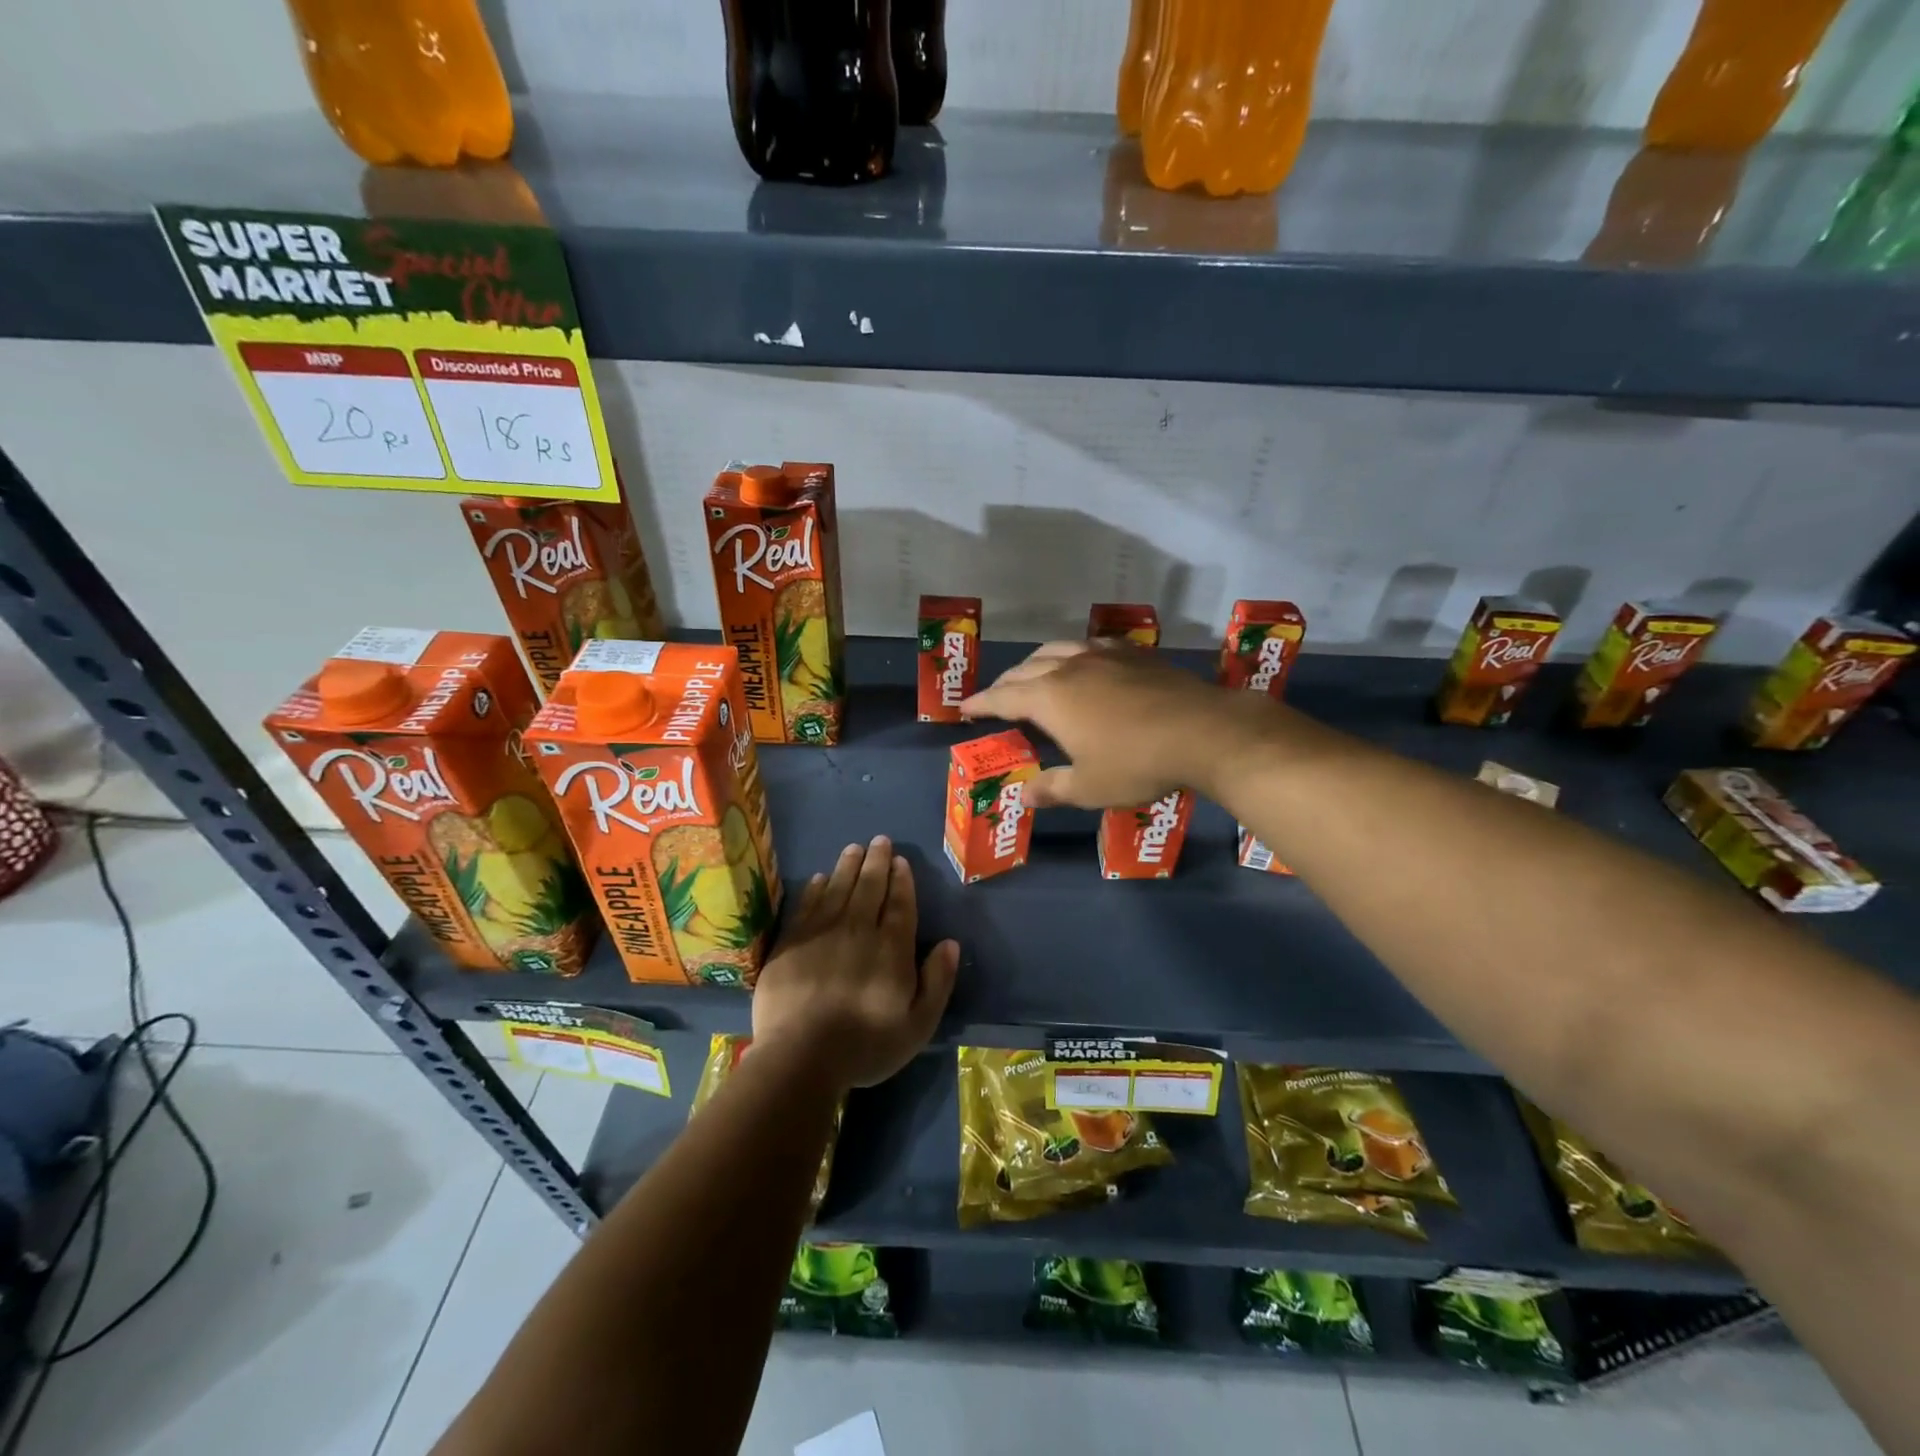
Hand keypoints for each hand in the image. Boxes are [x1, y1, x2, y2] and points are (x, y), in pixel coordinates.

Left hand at [752, 837, 959, 1091]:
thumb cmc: (866, 1045)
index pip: (900, 903)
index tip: (900, 860)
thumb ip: (937, 982)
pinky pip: (807, 904)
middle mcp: (858, 929)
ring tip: (854, 847)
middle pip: (869, 887)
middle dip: (876, 861)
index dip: (901, 880)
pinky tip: (821, 877)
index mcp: (891, 947)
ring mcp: (821, 933)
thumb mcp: (917, 1025)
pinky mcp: (791, 942)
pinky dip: (816, 887)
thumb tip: (950, 943)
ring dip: (848, 865)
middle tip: (879, 840)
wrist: (800, 1056)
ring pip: (838, 888)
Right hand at [961, 641, 1274, 808]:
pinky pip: (1090, 645)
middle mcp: (1069, 667)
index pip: (1002, 698)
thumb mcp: (1088, 787)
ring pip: (1057, 649)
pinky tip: (1083, 660)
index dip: (980, 704)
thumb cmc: (1136, 764)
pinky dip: (1074, 653)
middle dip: (1004, 684)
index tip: (964, 709)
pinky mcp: (1134, 654)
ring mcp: (1103, 655)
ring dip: (1036, 662)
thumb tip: (1022, 796)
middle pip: (1025, 669)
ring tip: (1032, 674)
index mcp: (1049, 698)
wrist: (1203, 731)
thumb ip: (1051, 789)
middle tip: (995, 698)